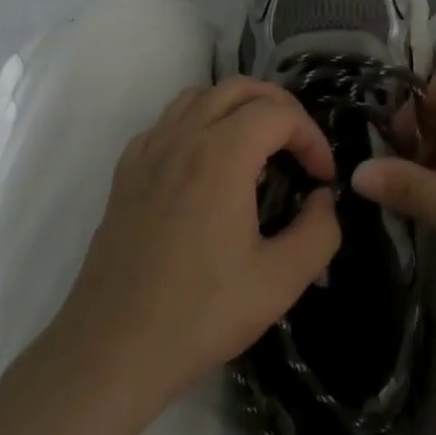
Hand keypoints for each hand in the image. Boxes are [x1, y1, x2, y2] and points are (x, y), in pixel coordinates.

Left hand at [52, 77, 342, 413]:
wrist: (113, 347)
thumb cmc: (200, 313)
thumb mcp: (280, 281)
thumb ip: (319, 231)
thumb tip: (322, 199)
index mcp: (221, 155)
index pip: (278, 113)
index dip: (311, 136)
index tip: (321, 178)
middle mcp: (182, 137)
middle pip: (239, 87)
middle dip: (279, 107)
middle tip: (298, 148)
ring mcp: (148, 150)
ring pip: (200, 96)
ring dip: (237, 108)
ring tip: (258, 147)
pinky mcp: (126, 171)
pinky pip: (168, 122)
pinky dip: (198, 123)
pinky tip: (206, 165)